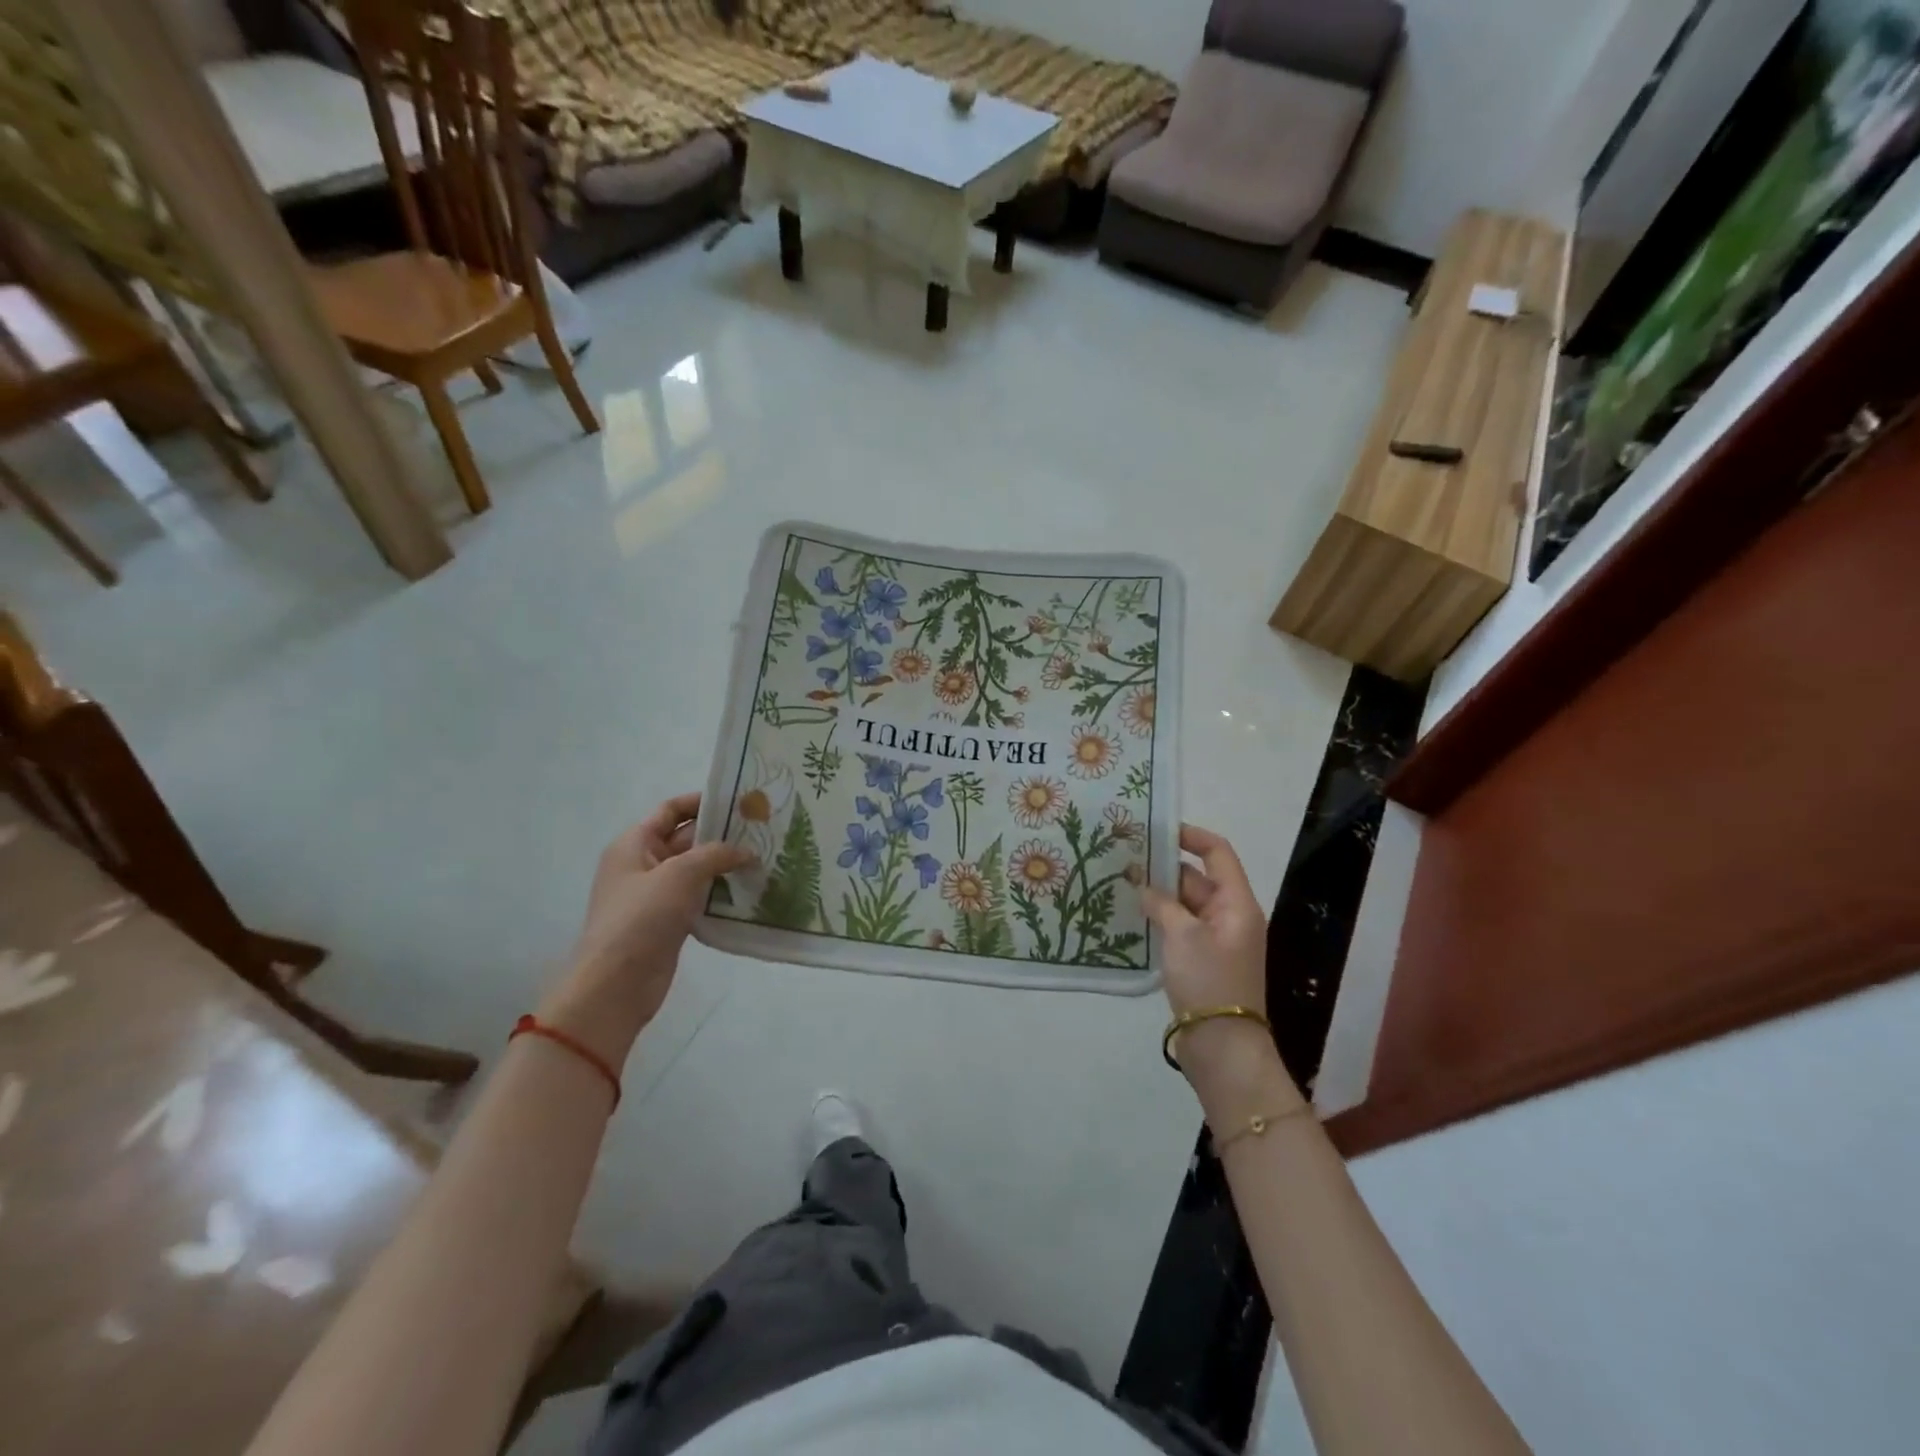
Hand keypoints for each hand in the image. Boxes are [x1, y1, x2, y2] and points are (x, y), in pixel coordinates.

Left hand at [538, 794, 753, 1066]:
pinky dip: (720, 893)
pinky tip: (749, 892)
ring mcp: (656, 896)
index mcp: (634, 844)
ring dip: (725, 865)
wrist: (615, 985)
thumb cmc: (641, 918)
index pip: (670, 810)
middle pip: (686, 838)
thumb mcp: (680, 875)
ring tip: (764, 858)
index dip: (701, 801)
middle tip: (762, 830)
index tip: (739, 800)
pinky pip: (699, 898)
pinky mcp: (669, 922)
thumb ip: (716, 854)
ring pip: (696, 870)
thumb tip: (746, 851)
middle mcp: (643, 865)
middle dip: (721, 834)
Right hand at [1143, 824, 1297, 1114]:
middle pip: (1198, 878)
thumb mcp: (1182, 935)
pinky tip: (1131, 916)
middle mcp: (1230, 916)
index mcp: (1237, 903)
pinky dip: (1160, 918)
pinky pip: (1180, 927)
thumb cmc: (1209, 981)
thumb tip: (1143, 886)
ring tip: (1121, 882)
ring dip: (1159, 894)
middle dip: (1165, 867)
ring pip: (1185, 904)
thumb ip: (1162, 903)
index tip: (1158, 829)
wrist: (1221, 1046)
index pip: (1218, 853)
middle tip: (1126, 857)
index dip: (1191, 836)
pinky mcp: (1201, 960)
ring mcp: (1216, 940)